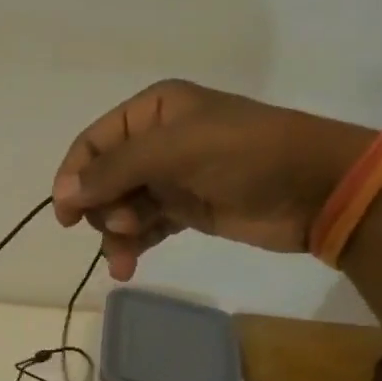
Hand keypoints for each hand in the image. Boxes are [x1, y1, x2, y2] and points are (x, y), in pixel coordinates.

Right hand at [51, 79, 375, 279]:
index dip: (74, 176)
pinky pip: (143, 228)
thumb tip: (64, 193)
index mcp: (152, 112)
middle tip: (122, 227)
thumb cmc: (246, 154)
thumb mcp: (177, 150)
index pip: (93, 143)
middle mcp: (155, 142)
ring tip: (124, 256)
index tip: (66, 214)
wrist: (317, 189)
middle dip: (103, 208)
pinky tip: (125, 268)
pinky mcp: (184, 210)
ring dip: (115, 234)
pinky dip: (131, 247)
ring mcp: (170, 178)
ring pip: (120, 207)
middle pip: (102, 179)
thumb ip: (116, 169)